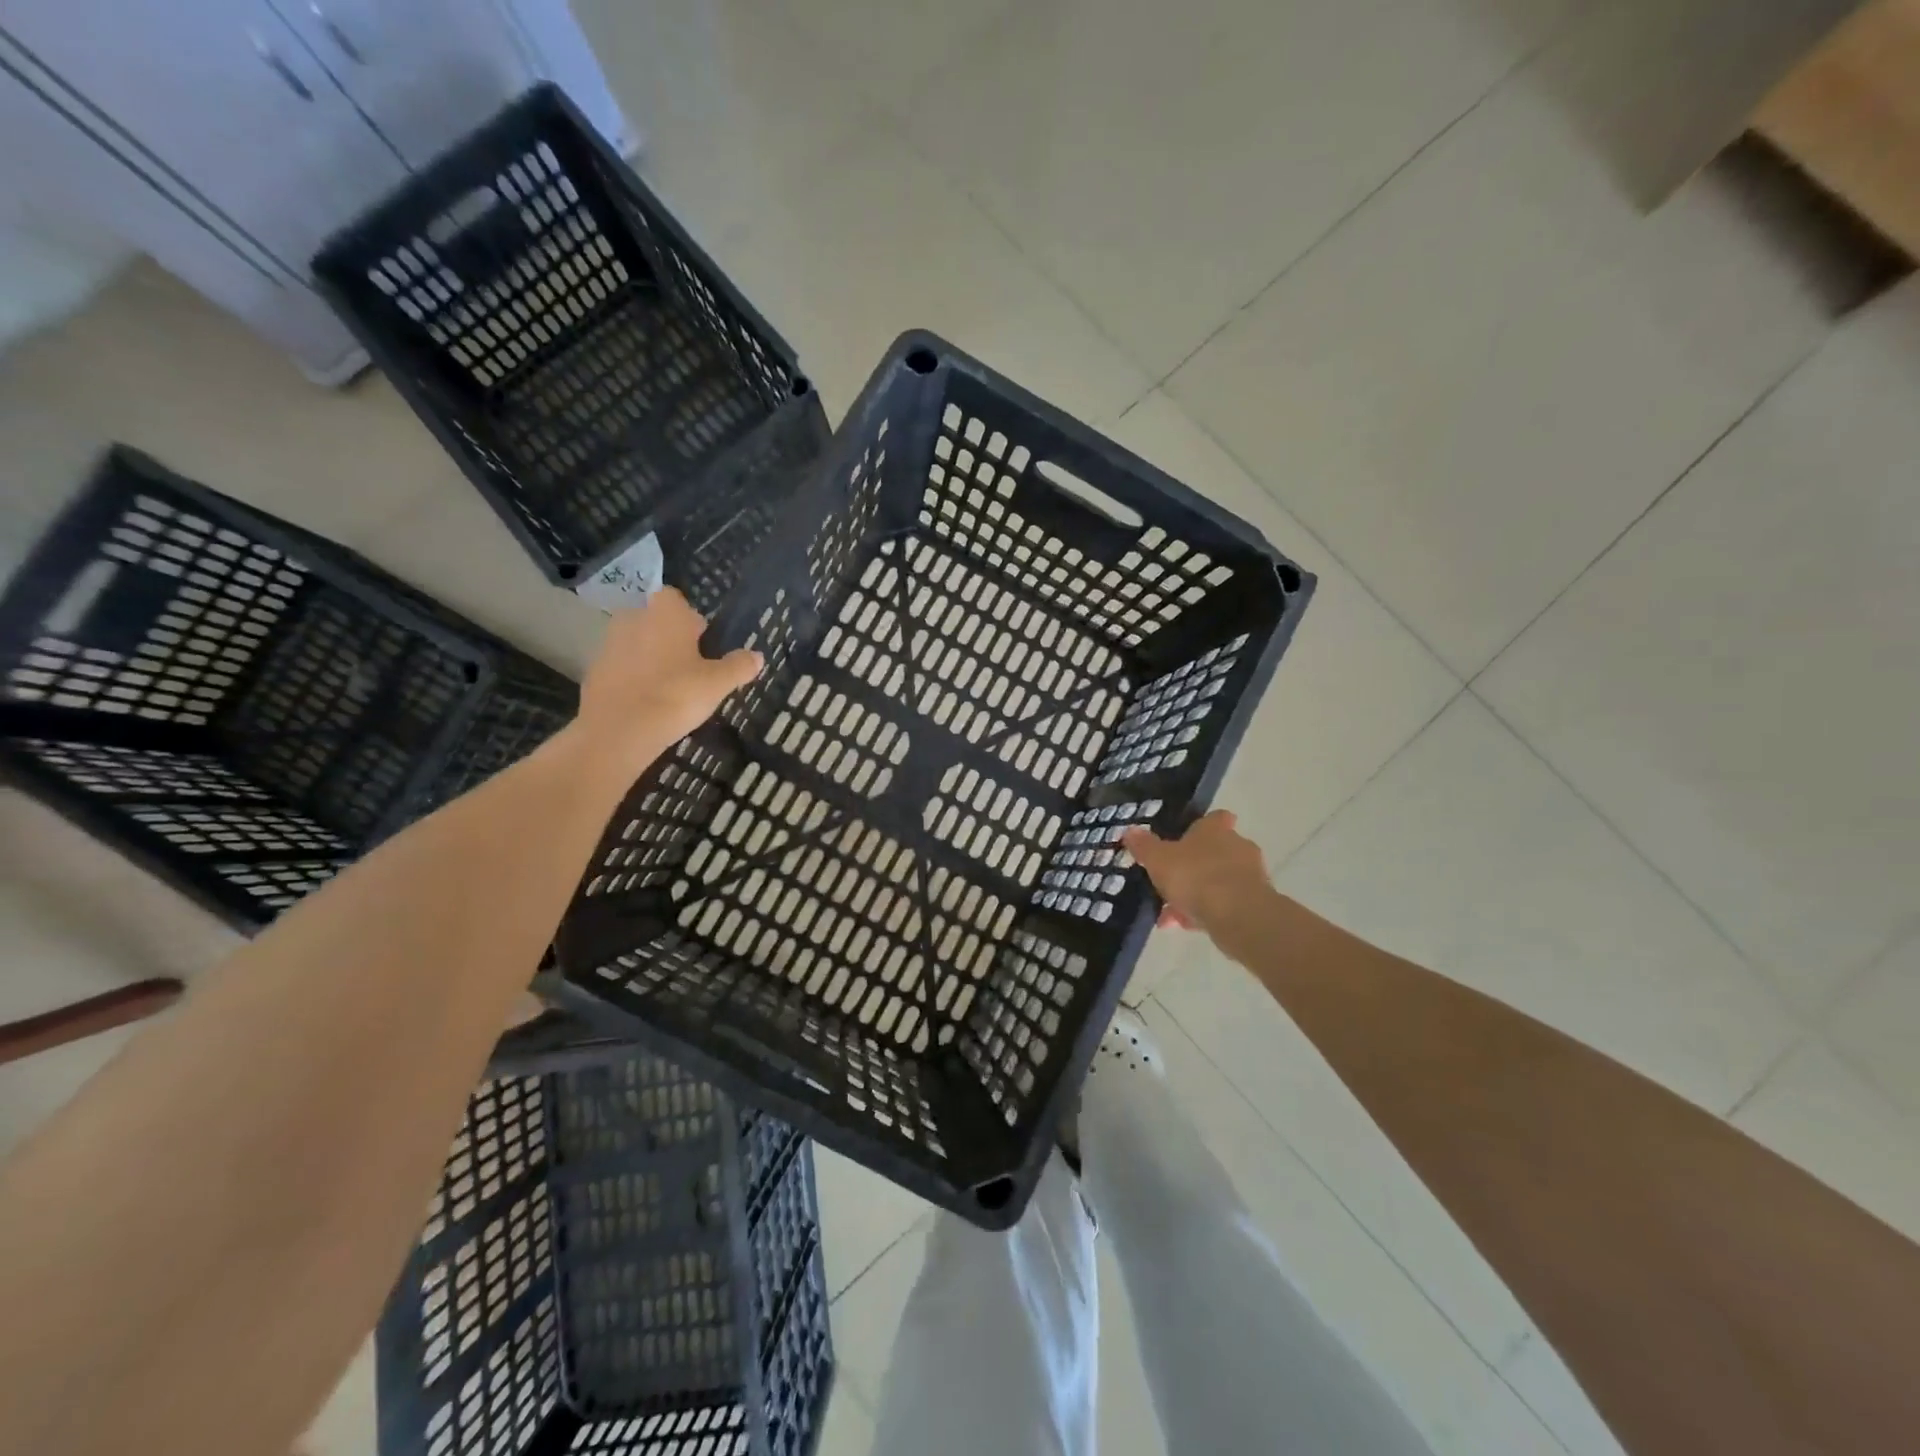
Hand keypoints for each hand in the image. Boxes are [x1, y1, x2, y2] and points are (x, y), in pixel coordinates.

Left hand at [574, 588, 761, 773]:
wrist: (620, 730)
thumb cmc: (676, 695)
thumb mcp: (718, 683)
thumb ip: (738, 666)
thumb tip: (757, 656)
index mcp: (666, 614)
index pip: (676, 599)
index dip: (690, 619)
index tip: (702, 642)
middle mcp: (634, 619)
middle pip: (655, 620)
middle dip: (670, 637)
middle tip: (690, 667)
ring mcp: (609, 644)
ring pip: (636, 642)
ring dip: (650, 657)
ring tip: (668, 687)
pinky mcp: (594, 670)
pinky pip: (620, 666)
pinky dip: (632, 677)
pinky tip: (646, 702)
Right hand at [1122, 810, 1270, 934]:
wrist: (1239, 916)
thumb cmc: (1196, 876)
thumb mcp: (1158, 860)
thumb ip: (1144, 846)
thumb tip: (1130, 830)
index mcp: (1216, 829)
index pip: (1215, 818)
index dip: (1202, 826)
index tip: (1185, 838)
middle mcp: (1237, 846)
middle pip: (1214, 852)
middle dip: (1193, 867)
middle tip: (1169, 882)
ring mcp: (1250, 876)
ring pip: (1218, 881)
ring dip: (1197, 894)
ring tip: (1170, 914)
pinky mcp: (1255, 904)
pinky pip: (1225, 904)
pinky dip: (1206, 913)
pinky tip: (1185, 926)